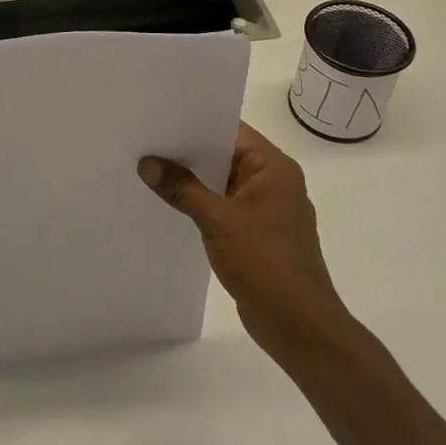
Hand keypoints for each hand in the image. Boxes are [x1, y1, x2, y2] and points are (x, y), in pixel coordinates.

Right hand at [139, 123, 350, 369]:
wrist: (299, 326)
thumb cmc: (265, 262)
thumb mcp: (218, 220)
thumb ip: (182, 188)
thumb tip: (147, 163)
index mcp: (274, 168)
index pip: (231, 131)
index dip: (196, 122)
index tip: (160, 118)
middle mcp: (274, 182)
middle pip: (225, 155)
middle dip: (187, 152)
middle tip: (145, 141)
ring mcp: (266, 210)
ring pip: (222, 183)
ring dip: (192, 180)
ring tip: (149, 169)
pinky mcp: (257, 235)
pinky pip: (223, 207)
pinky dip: (200, 204)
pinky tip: (170, 204)